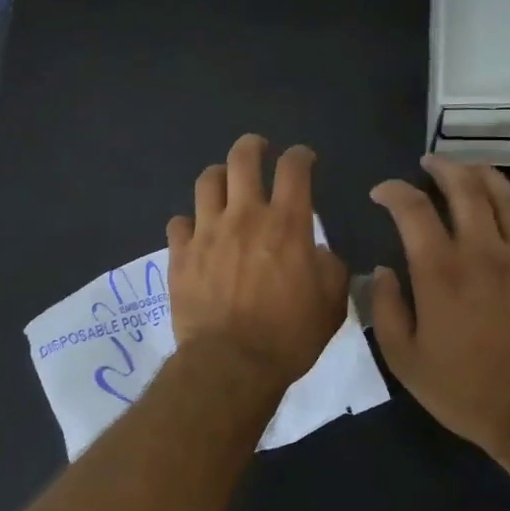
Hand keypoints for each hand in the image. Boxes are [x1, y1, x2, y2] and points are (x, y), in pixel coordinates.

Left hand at [167, 135, 348, 389]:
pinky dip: (189, 222)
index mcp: (286, 224)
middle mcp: (244, 216)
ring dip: (219, 176)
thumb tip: (319, 252)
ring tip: (225, 183)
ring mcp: (207, 232)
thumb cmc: (288, 336)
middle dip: (252, 146)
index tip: (304, 158)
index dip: (300, 156)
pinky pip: (178, 222)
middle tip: (258, 150)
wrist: (231, 364)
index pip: (294, 169)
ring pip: (207, 181)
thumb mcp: (331, 304)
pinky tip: (195, 231)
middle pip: (242, 159)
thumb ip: (330, 268)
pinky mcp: (180, 254)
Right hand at [368, 156, 509, 456]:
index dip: (394, 191)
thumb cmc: (466, 391)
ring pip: (504, 196)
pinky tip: (505, 207)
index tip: (382, 193)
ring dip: (481, 174)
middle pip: (464, 188)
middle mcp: (484, 252)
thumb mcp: (405, 360)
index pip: (413, 209)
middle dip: (442, 167)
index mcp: (441, 272)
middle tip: (428, 163)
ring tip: (467, 169)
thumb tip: (381, 271)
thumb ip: (385, 309)